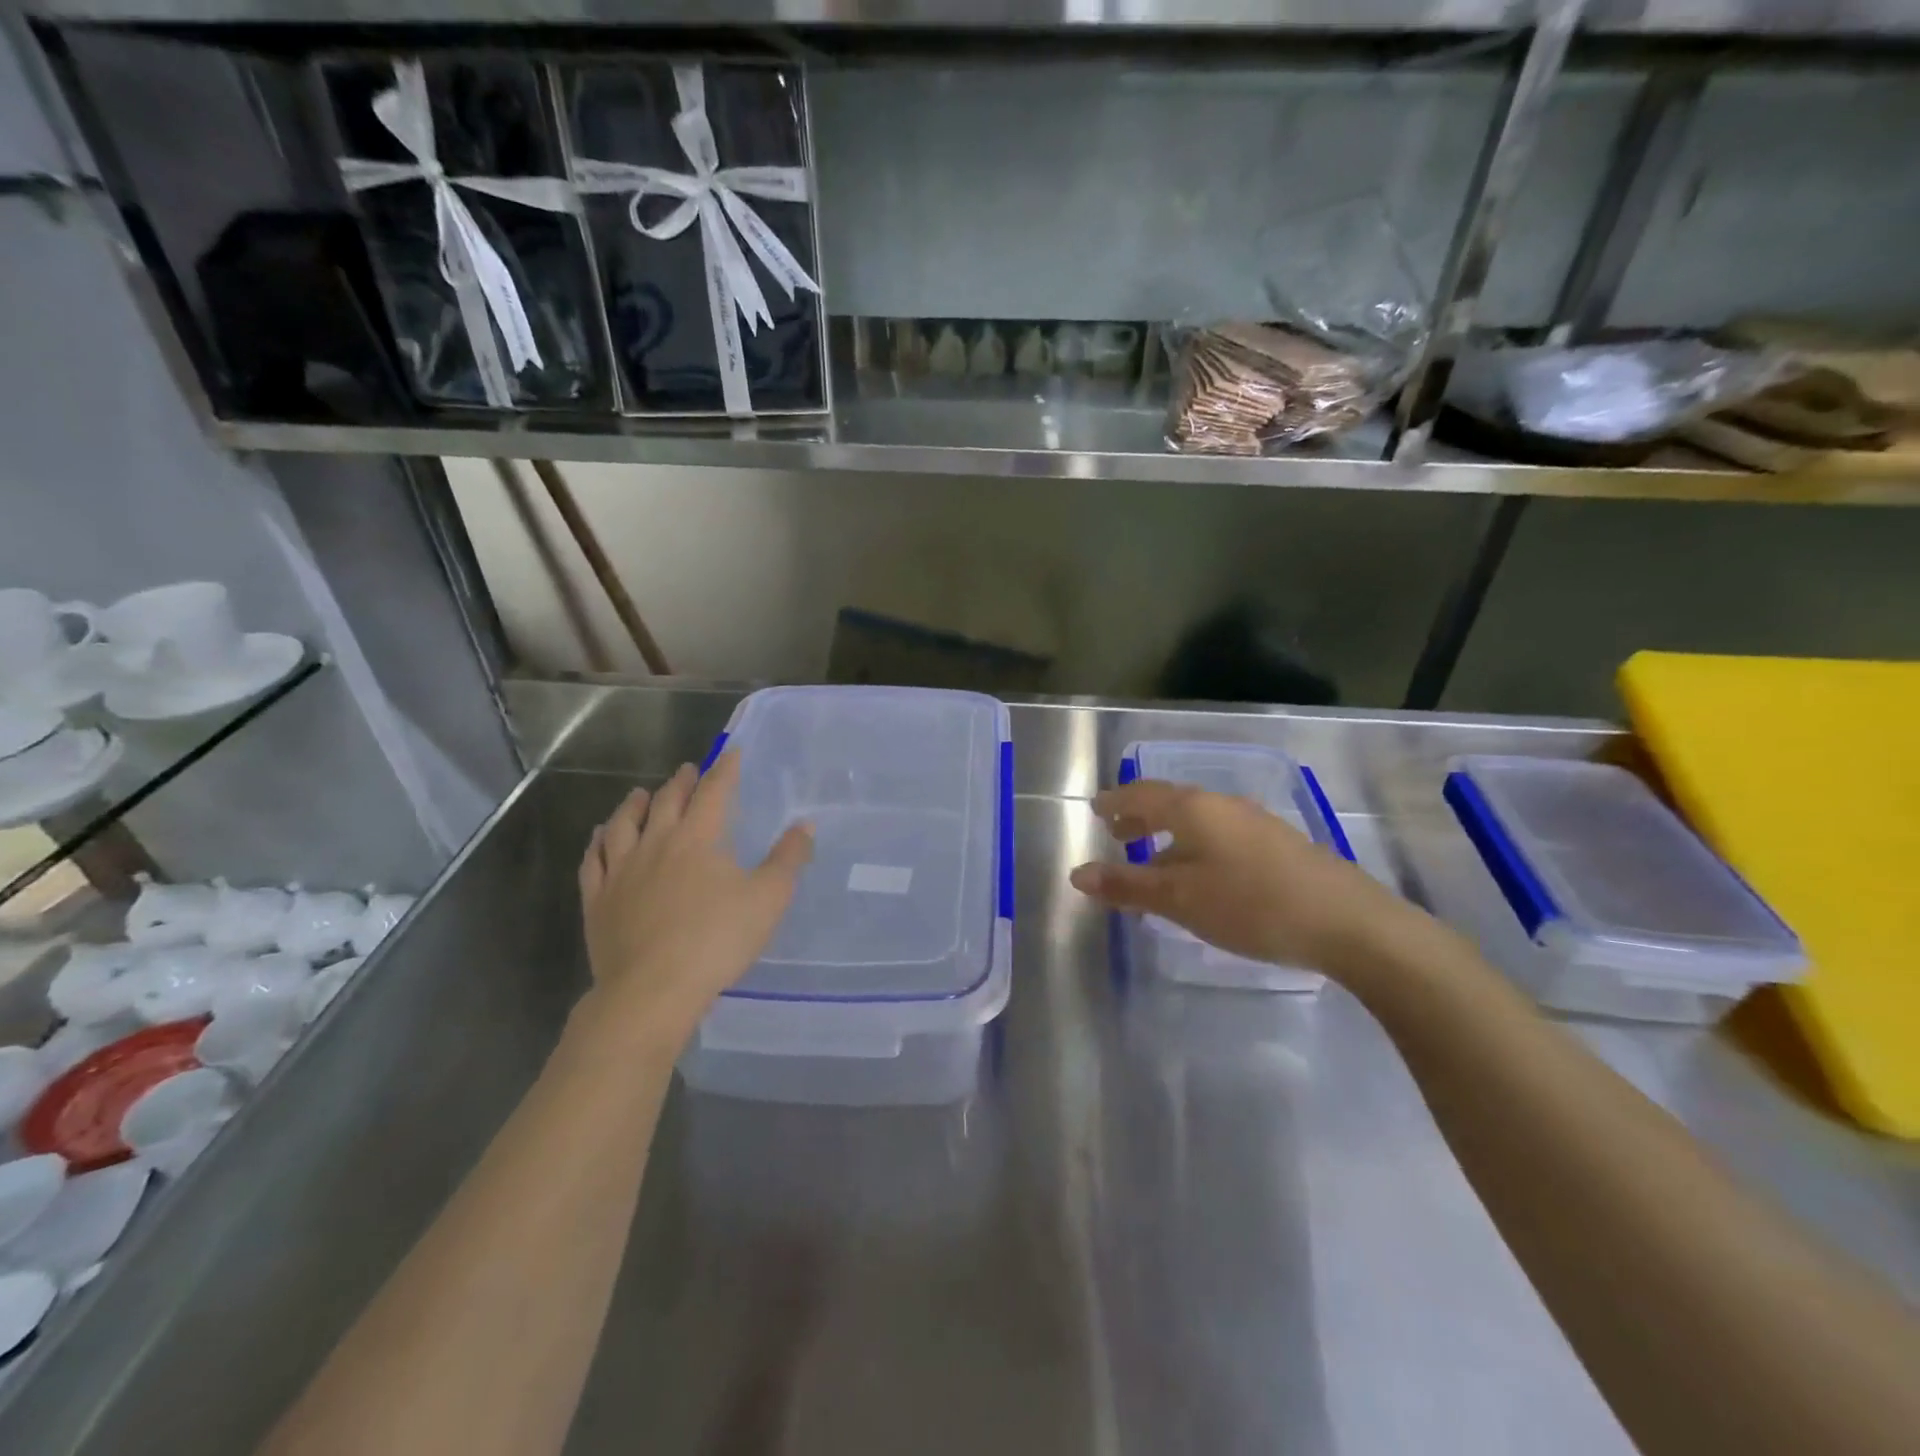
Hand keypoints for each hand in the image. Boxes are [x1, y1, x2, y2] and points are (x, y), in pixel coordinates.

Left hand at [579, 751, 812, 1051]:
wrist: (651, 991)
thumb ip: (788, 859)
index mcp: (698, 839)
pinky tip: (599, 838)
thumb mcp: (768, 899)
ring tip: (640, 794)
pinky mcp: (598, 900)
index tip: (731, 753)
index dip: (724, 770)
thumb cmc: (716, 941)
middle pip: (667, 802)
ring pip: (623, 825)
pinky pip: (593, 861)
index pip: (714, 792)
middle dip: (681, 782)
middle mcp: (655, 844)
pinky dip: (597, 843)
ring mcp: (620, 871)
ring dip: (634, 805)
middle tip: (688, 770)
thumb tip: (805, 825)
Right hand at [1069, 778, 1419, 978]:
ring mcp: (1255, 823)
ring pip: (1197, 821)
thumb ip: (1127, 886)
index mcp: (1193, 808)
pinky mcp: (1278, 845)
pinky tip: (1202, 875)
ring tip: (1154, 860)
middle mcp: (1222, 805)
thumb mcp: (1180, 899)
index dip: (1115, 802)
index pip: (1141, 794)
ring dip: (1168, 835)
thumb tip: (1077, 874)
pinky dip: (1195, 847)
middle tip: (1117, 835)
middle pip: (1170, 803)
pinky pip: (1220, 835)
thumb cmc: (1250, 904)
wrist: (1348, 922)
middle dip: (1140, 817)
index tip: (1096, 810)